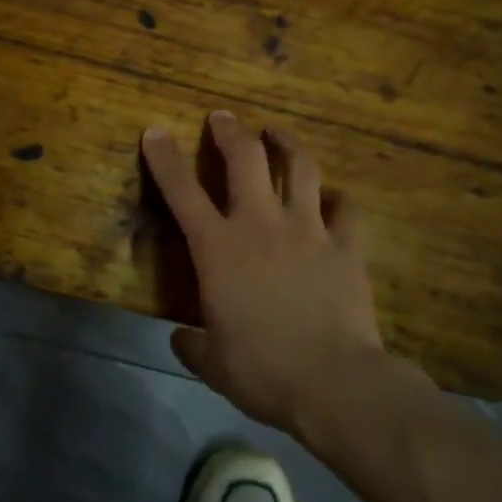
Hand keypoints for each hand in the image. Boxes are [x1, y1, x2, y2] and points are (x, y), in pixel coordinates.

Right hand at [142, 113, 393, 433]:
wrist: (335, 383)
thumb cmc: (263, 371)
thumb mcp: (214, 364)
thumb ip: (193, 345)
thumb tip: (181, 338)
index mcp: (219, 248)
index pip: (181, 190)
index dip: (164, 157)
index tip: (155, 131)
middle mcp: (261, 224)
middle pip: (245, 158)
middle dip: (230, 130)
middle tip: (222, 117)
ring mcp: (308, 229)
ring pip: (299, 167)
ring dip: (287, 144)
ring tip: (278, 134)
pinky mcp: (346, 245)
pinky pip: (346, 209)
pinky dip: (338, 200)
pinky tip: (333, 201)